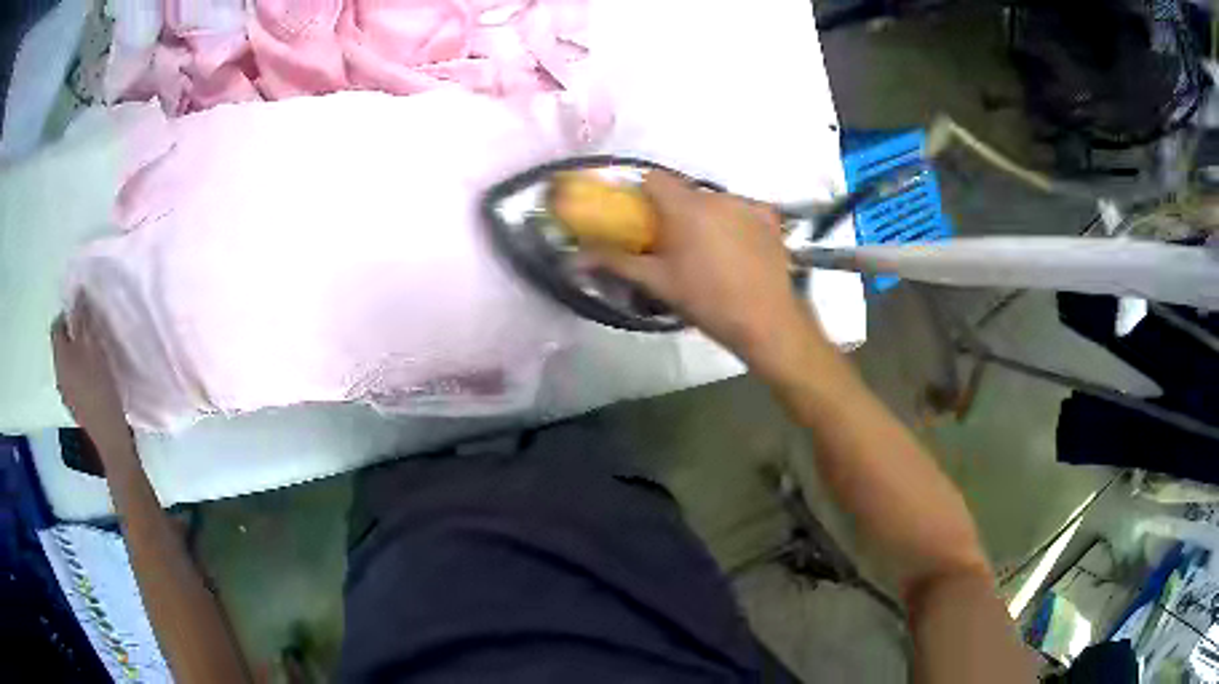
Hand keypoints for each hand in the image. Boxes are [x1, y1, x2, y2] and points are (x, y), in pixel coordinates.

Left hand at [51, 301, 134, 457]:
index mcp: (60, 356)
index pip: (57, 326)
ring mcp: (65, 393)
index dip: (69, 316)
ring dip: (76, 356)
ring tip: (93, 357)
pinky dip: (79, 374)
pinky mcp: (74, 407)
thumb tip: (76, 294)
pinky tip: (92, 380)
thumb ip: (82, 320)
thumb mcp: (93, 347)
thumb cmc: (101, 387)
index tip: (84, 315)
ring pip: (66, 364)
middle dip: (72, 336)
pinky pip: (72, 381)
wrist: (109, 436)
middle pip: (61, 345)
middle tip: (90, 335)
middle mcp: (58, 373)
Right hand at [592, 172, 825, 362]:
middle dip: (675, 211)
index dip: (643, 195)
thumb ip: (616, 262)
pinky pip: (743, 209)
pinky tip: (738, 248)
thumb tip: (574, 258)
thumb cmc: (707, 301)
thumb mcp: (658, 283)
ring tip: (709, 252)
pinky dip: (736, 221)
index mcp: (685, 207)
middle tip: (673, 245)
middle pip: (685, 191)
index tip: (642, 220)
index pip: (653, 178)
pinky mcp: (770, 217)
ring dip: (705, 216)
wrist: (766, 321)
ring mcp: (747, 203)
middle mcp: (716, 195)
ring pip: (714, 200)